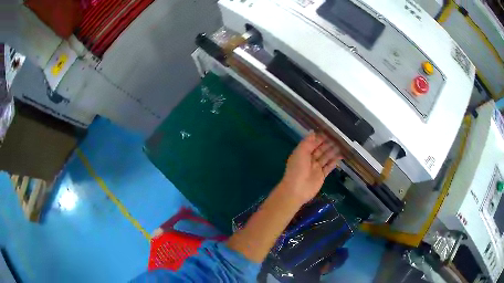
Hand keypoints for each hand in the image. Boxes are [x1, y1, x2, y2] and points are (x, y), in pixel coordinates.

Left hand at [279, 132, 342, 204]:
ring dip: (333, 151)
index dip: (321, 137)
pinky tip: (341, 156)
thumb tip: (313, 131)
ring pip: (326, 157)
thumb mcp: (300, 152)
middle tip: (339, 138)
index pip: (313, 142)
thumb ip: (307, 142)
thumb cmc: (297, 169)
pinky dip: (334, 162)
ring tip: (343, 145)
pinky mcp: (321, 176)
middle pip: (320, 149)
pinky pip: (329, 167)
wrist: (297, 190)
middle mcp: (309, 159)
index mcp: (303, 152)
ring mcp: (316, 168)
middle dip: (328, 143)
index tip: (330, 131)